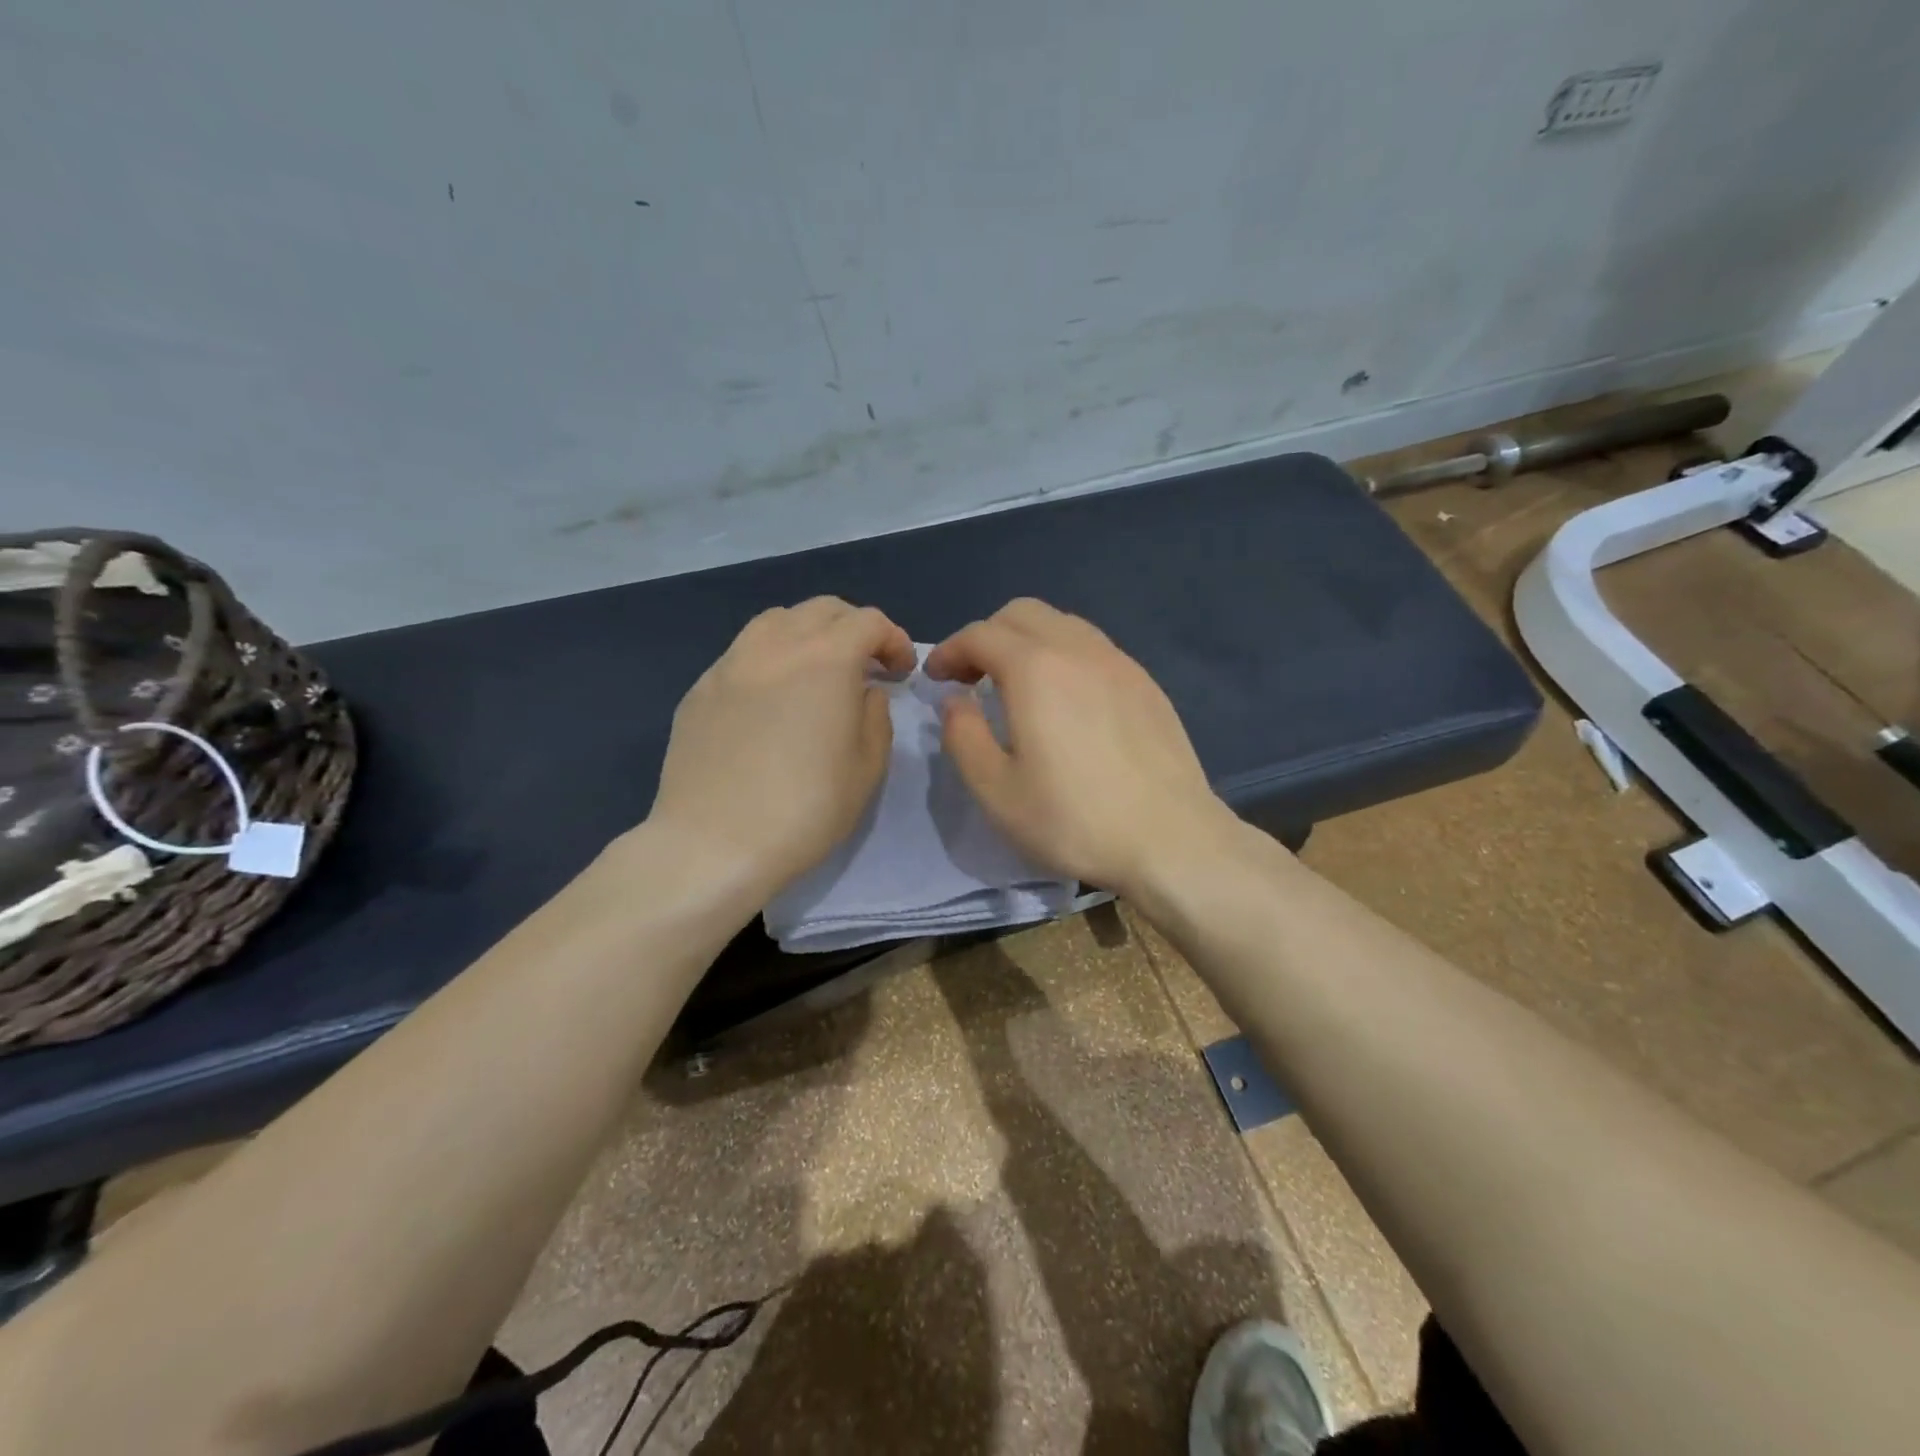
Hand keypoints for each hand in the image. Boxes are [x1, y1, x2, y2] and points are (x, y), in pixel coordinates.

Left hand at [649, 597, 914, 898]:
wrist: (714, 844)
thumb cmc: (806, 809)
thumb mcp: (867, 767)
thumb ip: (875, 716)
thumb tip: (864, 691)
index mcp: (826, 659)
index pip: (868, 622)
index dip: (894, 640)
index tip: (901, 672)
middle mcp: (776, 646)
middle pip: (822, 610)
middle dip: (853, 628)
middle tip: (866, 665)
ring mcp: (730, 664)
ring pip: (776, 621)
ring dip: (808, 634)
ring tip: (815, 671)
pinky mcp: (700, 690)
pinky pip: (743, 654)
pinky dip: (770, 659)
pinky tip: (771, 700)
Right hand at [926, 598, 1238, 896]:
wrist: (1170, 838)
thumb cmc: (1074, 819)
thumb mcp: (996, 790)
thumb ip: (963, 736)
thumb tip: (956, 700)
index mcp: (1035, 669)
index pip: (980, 634)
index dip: (949, 651)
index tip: (935, 678)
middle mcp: (1078, 649)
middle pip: (1022, 613)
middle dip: (987, 636)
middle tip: (972, 678)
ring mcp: (1119, 662)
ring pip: (1062, 624)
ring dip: (1027, 641)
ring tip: (1017, 684)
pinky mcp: (1146, 683)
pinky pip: (1093, 647)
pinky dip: (1064, 655)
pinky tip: (1066, 700)